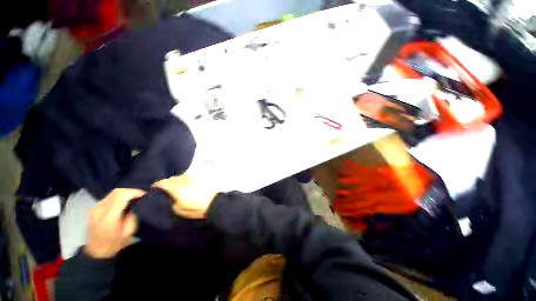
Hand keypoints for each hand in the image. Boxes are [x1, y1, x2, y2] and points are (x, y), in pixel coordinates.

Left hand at [85, 188, 144, 258]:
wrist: (96, 252)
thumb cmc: (115, 244)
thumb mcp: (128, 232)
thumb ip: (133, 217)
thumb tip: (137, 205)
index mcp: (109, 216)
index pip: (122, 196)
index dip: (135, 192)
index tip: (145, 195)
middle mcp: (100, 209)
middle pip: (117, 191)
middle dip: (132, 191)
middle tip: (141, 195)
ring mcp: (95, 208)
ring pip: (113, 192)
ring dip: (126, 192)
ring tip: (134, 197)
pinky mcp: (94, 208)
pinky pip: (109, 196)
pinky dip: (120, 196)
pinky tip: (125, 201)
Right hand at [152, 174, 217, 218]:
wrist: (213, 203)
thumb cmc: (195, 209)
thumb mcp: (178, 210)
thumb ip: (171, 201)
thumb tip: (169, 196)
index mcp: (177, 188)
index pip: (163, 182)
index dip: (157, 184)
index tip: (154, 187)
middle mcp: (184, 180)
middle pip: (172, 178)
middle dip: (167, 182)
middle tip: (167, 188)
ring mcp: (193, 177)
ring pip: (181, 176)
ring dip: (178, 180)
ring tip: (178, 185)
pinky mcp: (201, 177)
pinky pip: (190, 175)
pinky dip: (186, 179)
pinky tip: (188, 183)